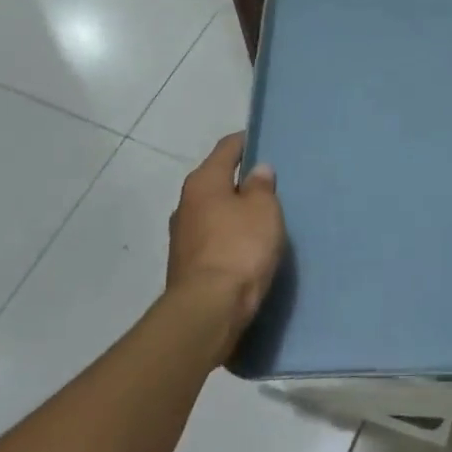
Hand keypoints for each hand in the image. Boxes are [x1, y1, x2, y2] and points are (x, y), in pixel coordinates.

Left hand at [169, 133, 284, 340]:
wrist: (208, 310)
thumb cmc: (240, 247)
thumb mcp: (263, 210)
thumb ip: (261, 187)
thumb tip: (257, 171)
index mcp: (204, 181)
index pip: (227, 148)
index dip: (246, 141)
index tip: (265, 141)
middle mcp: (186, 203)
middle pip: (217, 180)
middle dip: (240, 180)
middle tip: (269, 183)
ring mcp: (182, 236)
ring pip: (213, 211)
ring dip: (233, 211)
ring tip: (261, 216)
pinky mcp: (186, 264)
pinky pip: (212, 237)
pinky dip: (228, 235)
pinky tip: (246, 245)